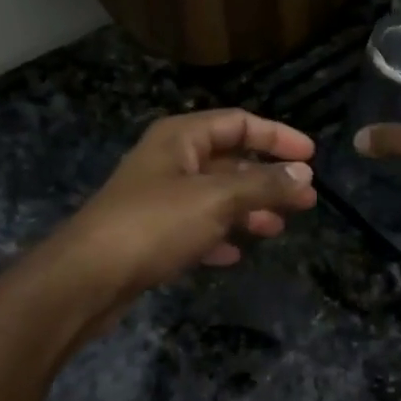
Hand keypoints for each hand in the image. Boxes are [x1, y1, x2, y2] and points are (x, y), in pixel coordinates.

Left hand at [43, 109, 317, 324]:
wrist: (88, 277)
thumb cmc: (155, 224)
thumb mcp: (217, 199)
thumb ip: (264, 185)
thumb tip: (304, 174)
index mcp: (181, 137)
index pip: (239, 123)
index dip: (277, 136)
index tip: (311, 157)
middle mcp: (170, 160)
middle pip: (230, 161)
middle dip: (268, 179)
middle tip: (305, 200)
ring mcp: (159, 198)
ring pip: (215, 197)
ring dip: (248, 210)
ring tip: (277, 228)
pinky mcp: (152, 234)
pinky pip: (196, 227)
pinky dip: (219, 236)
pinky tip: (235, 254)